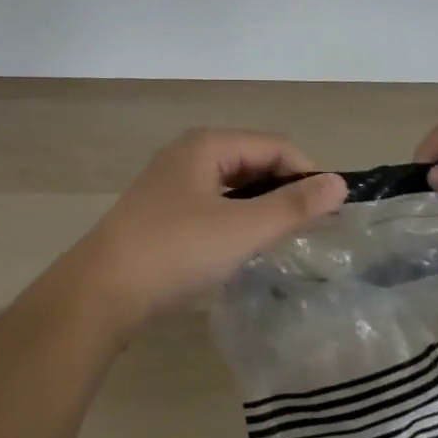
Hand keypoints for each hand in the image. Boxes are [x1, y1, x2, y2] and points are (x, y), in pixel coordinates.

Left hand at [64, 129, 347, 333]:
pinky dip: (236, 218)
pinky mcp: (162, 211)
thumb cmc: (176, 252)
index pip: (275, 145)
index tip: (332, 212)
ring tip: (283, 239)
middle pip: (253, 160)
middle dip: (284, 189)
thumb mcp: (241, 229)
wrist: (99, 293)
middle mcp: (190, 152)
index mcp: (209, 144)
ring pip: (233, 184)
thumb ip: (292, 206)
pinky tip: (242, 246)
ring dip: (261, 206)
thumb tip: (338, 183)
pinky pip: (213, 203)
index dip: (307, 173)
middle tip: (310, 230)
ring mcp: (172, 182)